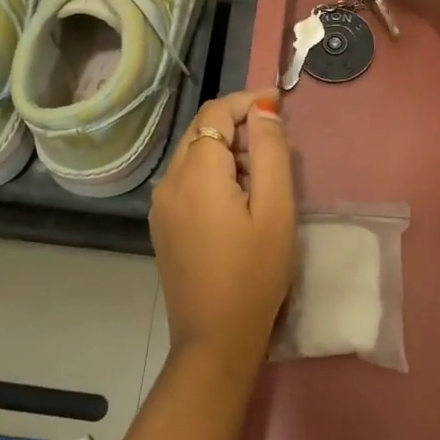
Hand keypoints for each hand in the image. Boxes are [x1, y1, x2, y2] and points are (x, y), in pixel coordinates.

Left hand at [150, 89, 295, 375]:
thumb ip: (271, 152)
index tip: (278, 105)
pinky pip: (187, 179)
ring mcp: (161, 204)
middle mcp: (170, 180)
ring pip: (194, 153)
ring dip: (226, 149)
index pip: (216, 112)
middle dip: (237, 124)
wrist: (215, 338)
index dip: (247, 102)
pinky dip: (212, 172)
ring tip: (262, 176)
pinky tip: (237, 199)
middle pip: (201, 129)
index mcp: (197, 172)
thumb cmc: (255, 273)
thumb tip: (264, 109)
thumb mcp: (276, 209)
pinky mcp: (162, 223)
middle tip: (275, 145)